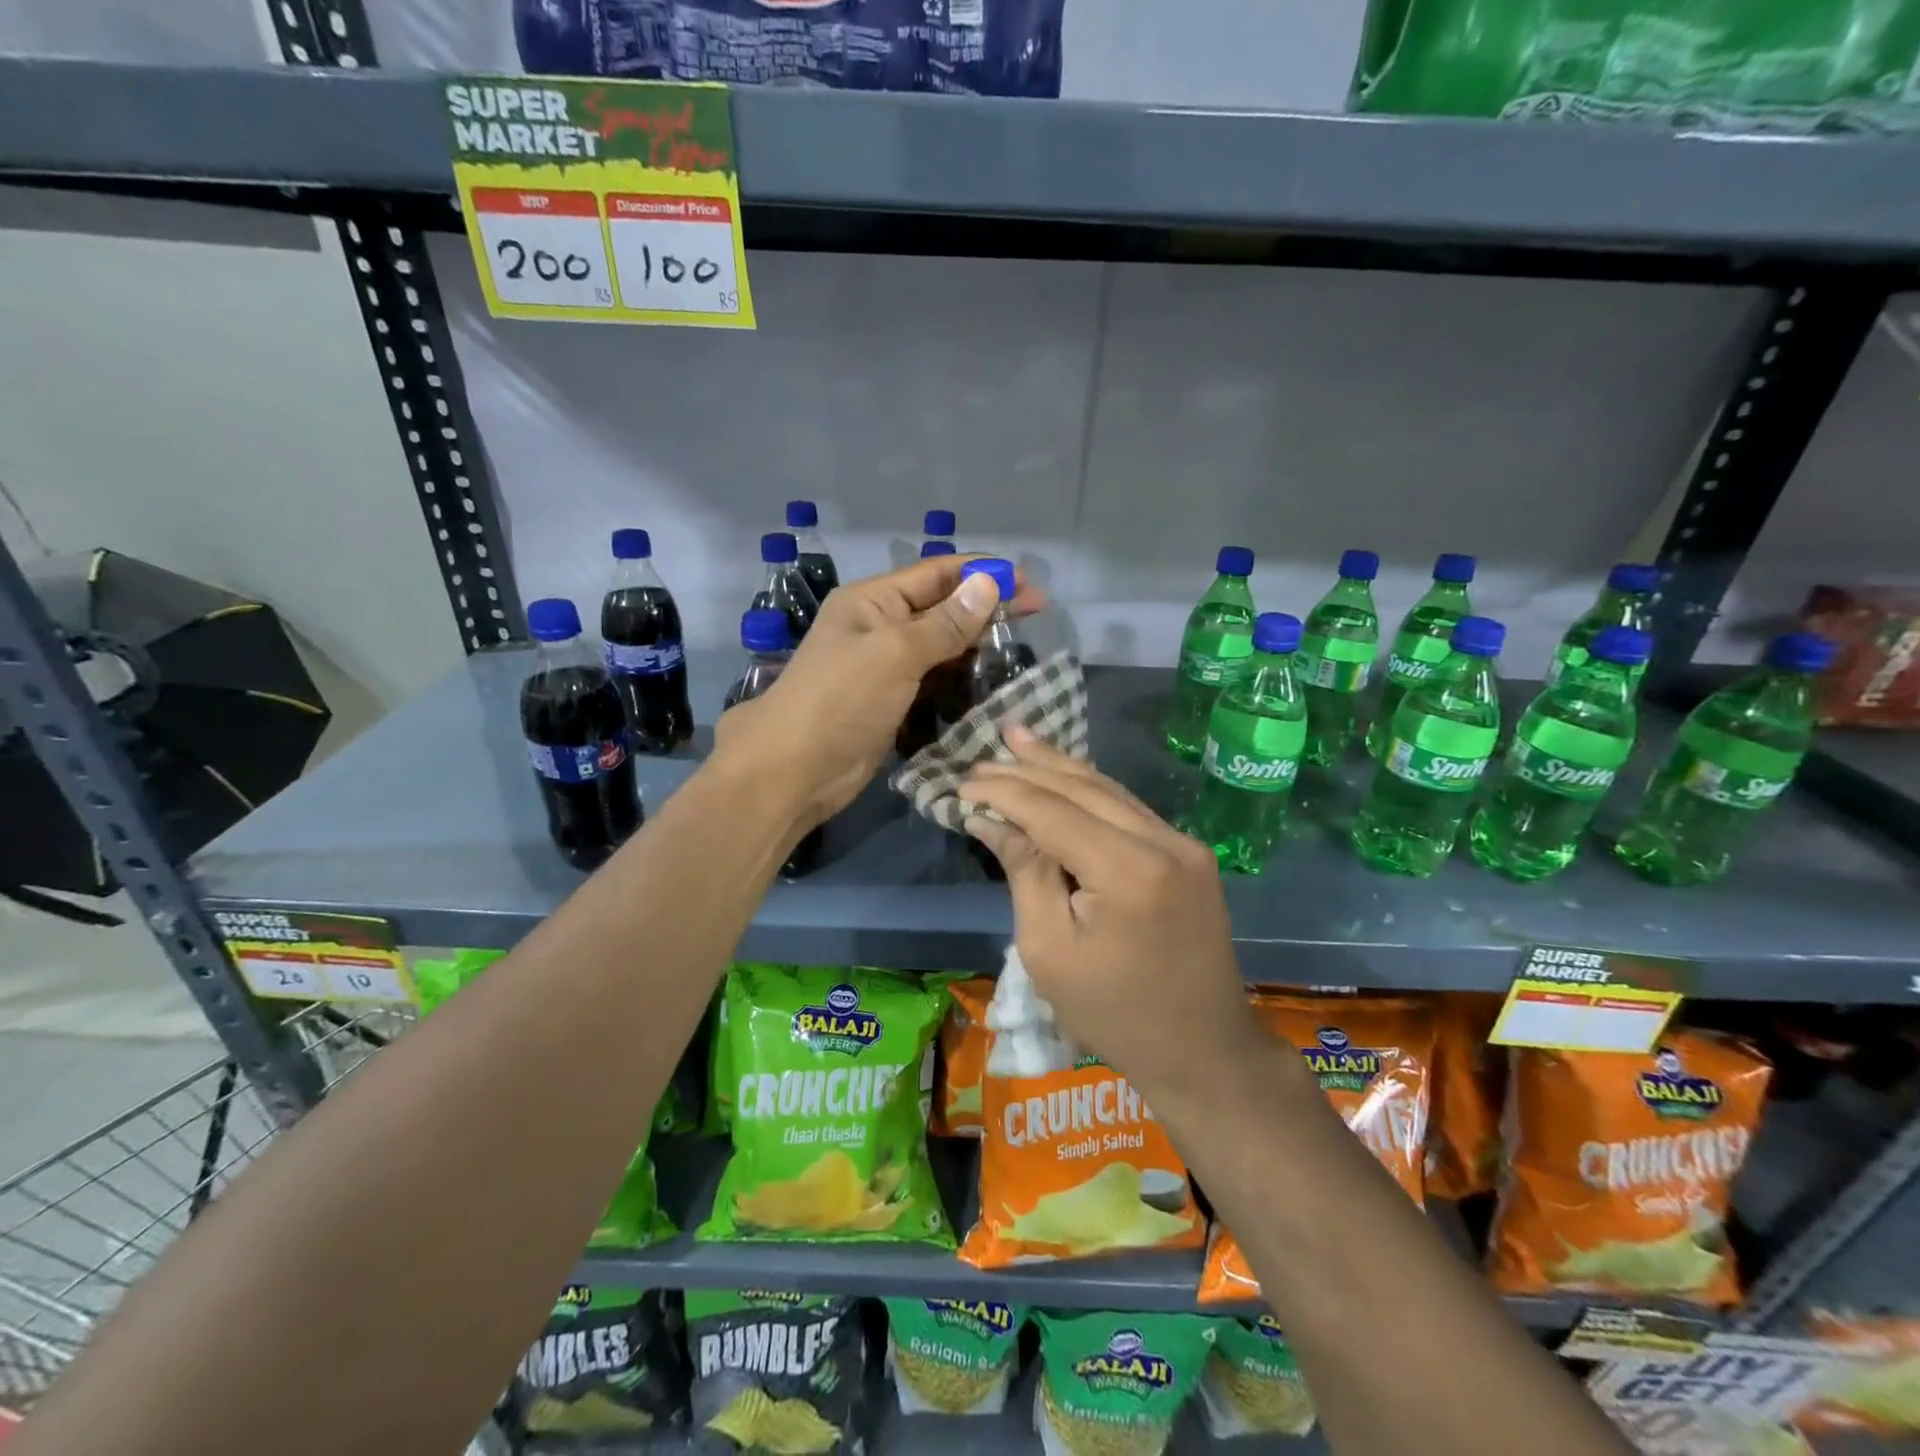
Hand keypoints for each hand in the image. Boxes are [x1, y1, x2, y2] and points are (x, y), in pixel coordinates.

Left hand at [712, 554, 1044, 825]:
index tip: (1029, 585)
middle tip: (1036, 617)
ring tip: (1020, 652)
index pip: (938, 573)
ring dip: (975, 646)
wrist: (795, 769)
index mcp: (874, 600)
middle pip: (942, 608)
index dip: (984, 574)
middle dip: (985, 609)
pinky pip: (933, 681)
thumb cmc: (842, 700)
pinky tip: (989, 684)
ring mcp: (885, 667)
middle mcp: (880, 627)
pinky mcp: (892, 702)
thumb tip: (989, 583)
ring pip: (940, 646)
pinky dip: (960, 680)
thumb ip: (945, 622)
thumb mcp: (896, 652)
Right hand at [959, 731, 1267, 1104]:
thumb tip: (993, 818)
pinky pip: (1129, 809)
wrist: (1202, 1050)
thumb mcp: (1048, 949)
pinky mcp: (1189, 853)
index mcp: (1128, 871)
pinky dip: (1089, 791)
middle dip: (1028, 769)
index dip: (1003, 792)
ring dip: (1059, 767)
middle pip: (1083, 788)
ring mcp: (1183, 844)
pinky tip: (1063, 773)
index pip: (1052, 811)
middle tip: (982, 753)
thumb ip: (1024, 871)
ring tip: (1019, 738)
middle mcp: (1164, 842)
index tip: (961, 783)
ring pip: (1109, 790)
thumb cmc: (1113, 1013)